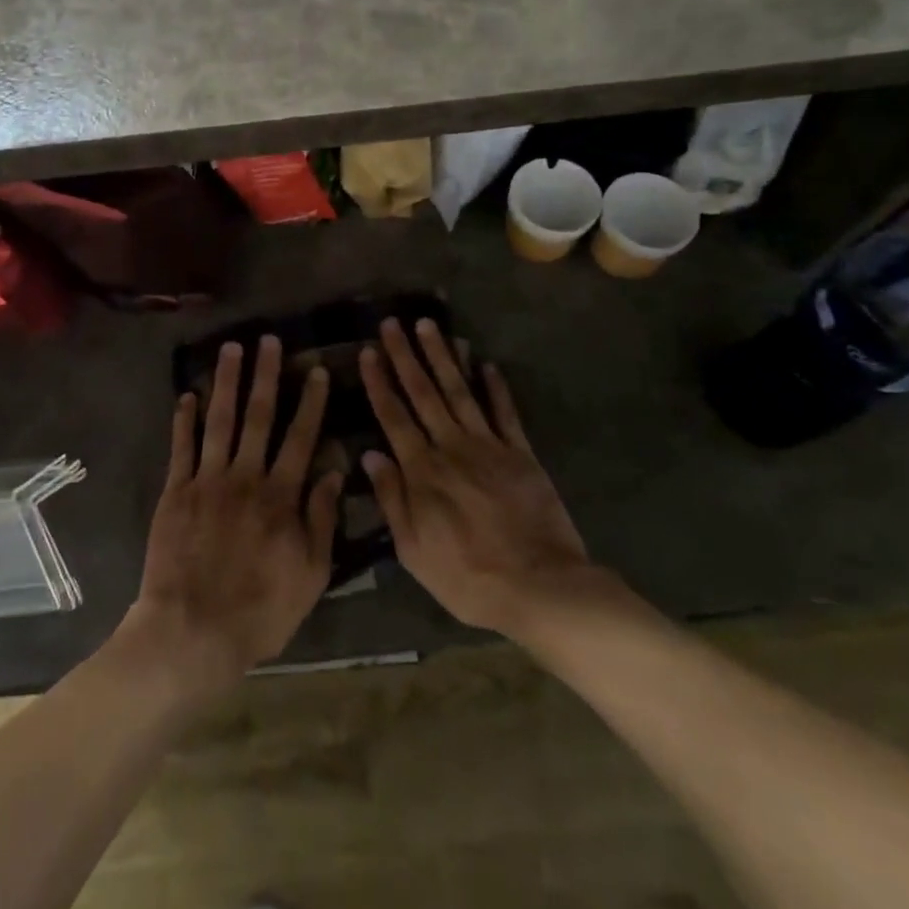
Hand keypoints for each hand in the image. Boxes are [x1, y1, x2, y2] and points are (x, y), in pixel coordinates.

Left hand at [123, 336, 341, 696]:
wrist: (192, 631)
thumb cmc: (259, 610)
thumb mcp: (309, 574)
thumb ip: (321, 519)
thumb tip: (334, 471)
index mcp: (280, 496)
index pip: (300, 438)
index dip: (310, 402)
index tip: (315, 369)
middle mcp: (245, 477)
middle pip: (258, 417)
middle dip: (265, 375)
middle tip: (267, 340)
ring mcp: (207, 481)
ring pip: (219, 421)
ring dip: (226, 382)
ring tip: (231, 349)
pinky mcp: (176, 492)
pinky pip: (181, 448)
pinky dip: (184, 419)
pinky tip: (187, 394)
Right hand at [360, 318, 612, 636]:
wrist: (540, 587)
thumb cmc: (468, 578)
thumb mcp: (414, 552)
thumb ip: (392, 499)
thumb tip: (370, 454)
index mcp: (422, 471)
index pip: (393, 416)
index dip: (379, 382)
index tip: (368, 350)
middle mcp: (452, 448)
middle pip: (424, 393)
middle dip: (406, 356)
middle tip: (394, 322)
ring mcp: (489, 446)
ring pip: (460, 392)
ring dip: (443, 357)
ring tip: (430, 326)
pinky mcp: (522, 454)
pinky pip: (505, 413)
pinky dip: (496, 387)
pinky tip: (487, 364)